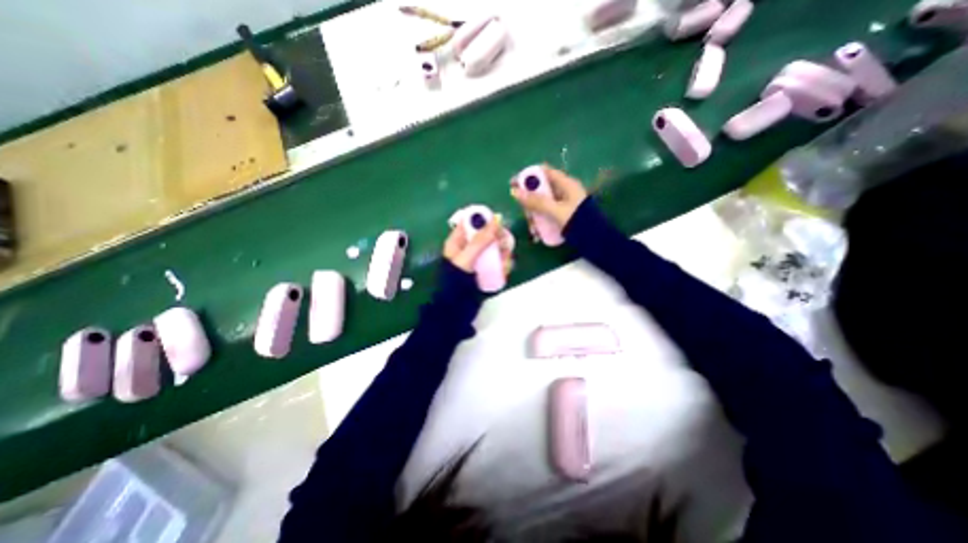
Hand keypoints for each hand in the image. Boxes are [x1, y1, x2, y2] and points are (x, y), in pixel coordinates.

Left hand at [443, 216, 513, 275]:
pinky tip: (504, 270)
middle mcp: (468, 247)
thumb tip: (496, 219)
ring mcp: (478, 259)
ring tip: (505, 262)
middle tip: (504, 246)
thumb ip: (481, 240)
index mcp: (458, 241)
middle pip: (487, 234)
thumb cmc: (456, 281)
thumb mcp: (467, 258)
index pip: (471, 222)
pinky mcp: (485, 269)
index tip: (499, 224)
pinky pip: (497, 261)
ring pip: (495, 247)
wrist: (456, 307)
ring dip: (503, 253)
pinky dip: (503, 264)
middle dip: (497, 239)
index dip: (485, 220)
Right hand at [509, 164, 586, 229]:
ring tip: (533, 230)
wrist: (595, 240)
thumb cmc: (577, 221)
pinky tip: (538, 234)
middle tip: (525, 214)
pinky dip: (540, 223)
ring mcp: (563, 204)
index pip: (544, 172)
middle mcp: (564, 191)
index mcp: (565, 184)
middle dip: (530, 203)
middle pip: (540, 190)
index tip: (513, 183)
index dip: (528, 176)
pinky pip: (546, 215)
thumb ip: (536, 201)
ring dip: (534, 216)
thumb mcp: (555, 211)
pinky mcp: (562, 215)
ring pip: (541, 205)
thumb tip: (514, 192)